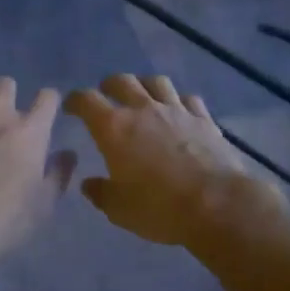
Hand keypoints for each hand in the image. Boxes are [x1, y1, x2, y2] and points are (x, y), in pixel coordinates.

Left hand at [0, 79, 76, 271]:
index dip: (48, 102)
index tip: (45, 114)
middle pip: (5, 84)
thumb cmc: (5, 219)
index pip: (48, 97)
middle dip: (6, 94)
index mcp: (29, 132)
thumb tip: (68, 154)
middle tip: (3, 116)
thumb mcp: (43, 205)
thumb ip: (58, 174)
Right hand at [65, 74, 277, 246]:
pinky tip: (179, 112)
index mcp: (114, 128)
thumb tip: (89, 184)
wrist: (218, 205)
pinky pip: (188, 99)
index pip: (86, 100)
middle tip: (105, 96)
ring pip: (156, 82)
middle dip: (108, 86)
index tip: (72, 107)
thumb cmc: (160, 208)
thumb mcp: (119, 209)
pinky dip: (179, 101)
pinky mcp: (204, 119)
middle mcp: (143, 109)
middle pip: (122, 81)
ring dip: (144, 86)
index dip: (75, 100)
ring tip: (142, 97)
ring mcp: (176, 110)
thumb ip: (100, 193)